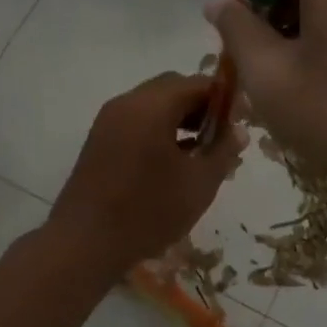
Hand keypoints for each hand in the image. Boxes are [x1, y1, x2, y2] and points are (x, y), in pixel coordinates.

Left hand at [48, 72, 243, 276]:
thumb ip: (223, 151)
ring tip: (201, 152)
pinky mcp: (99, 141)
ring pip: (153, 105)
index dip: (224, 98)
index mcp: (151, 106)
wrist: (85, 243)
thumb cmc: (148, 211)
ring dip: (180, 119)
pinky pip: (136, 122)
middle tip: (222, 137)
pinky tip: (173, 162)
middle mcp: (126, 103)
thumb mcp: (198, 184)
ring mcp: (108, 121)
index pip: (197, 83)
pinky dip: (159, 130)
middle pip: (172, 89)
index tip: (241, 122)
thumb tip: (238, 131)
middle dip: (201, 107)